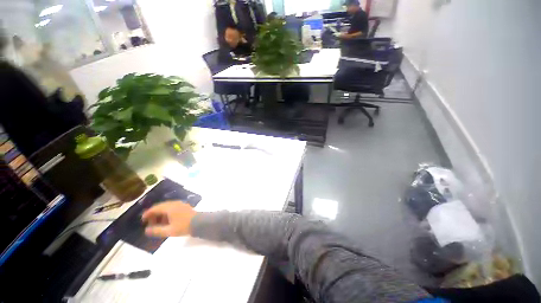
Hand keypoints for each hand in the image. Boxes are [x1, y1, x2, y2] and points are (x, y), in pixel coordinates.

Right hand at [141, 201, 196, 237]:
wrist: (200, 223)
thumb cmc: (184, 226)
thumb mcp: (169, 231)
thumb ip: (157, 230)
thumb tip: (146, 230)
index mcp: (170, 207)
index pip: (155, 208)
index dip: (147, 213)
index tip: (142, 220)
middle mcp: (174, 203)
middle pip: (161, 206)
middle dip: (154, 214)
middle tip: (150, 223)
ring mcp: (180, 204)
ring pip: (167, 207)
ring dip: (161, 214)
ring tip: (158, 223)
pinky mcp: (184, 206)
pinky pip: (172, 208)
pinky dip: (167, 213)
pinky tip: (167, 221)